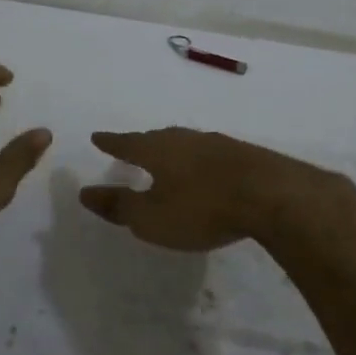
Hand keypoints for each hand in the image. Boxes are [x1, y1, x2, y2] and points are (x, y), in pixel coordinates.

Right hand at [79, 128, 349, 251]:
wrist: (271, 195)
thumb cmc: (202, 208)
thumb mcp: (152, 217)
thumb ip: (119, 205)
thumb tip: (84, 192)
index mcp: (158, 150)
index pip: (127, 143)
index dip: (111, 143)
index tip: (97, 137)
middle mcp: (185, 139)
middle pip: (157, 138)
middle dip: (142, 143)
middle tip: (131, 145)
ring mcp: (217, 144)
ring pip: (185, 143)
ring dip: (172, 150)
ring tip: (166, 156)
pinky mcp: (243, 155)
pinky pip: (209, 153)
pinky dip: (198, 160)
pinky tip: (205, 169)